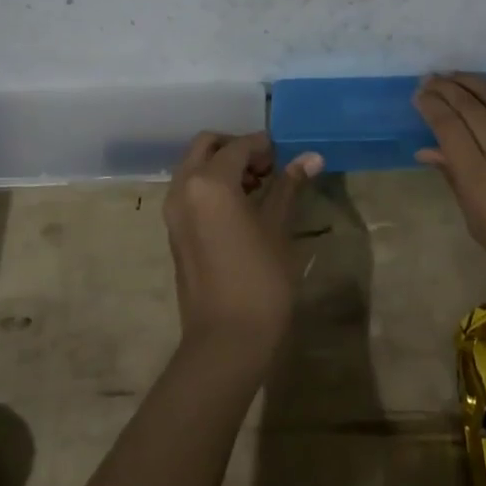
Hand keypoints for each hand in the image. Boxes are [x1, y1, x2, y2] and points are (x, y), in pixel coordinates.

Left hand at [164, 131, 323, 363]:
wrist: (226, 339)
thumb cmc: (260, 279)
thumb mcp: (278, 228)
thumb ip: (288, 186)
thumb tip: (311, 157)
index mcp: (209, 182)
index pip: (238, 146)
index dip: (264, 145)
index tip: (286, 155)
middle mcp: (184, 188)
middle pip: (207, 146)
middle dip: (236, 149)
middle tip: (268, 168)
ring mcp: (174, 211)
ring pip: (194, 167)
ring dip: (223, 167)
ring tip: (259, 189)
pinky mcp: (174, 231)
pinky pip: (190, 191)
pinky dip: (211, 186)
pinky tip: (241, 209)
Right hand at [414, 73, 485, 296]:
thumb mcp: (478, 224)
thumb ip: (455, 180)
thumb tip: (427, 150)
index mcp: (482, 180)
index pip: (448, 128)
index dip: (431, 105)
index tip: (420, 95)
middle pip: (471, 107)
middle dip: (446, 89)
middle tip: (432, 80)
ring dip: (475, 82)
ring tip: (458, 76)